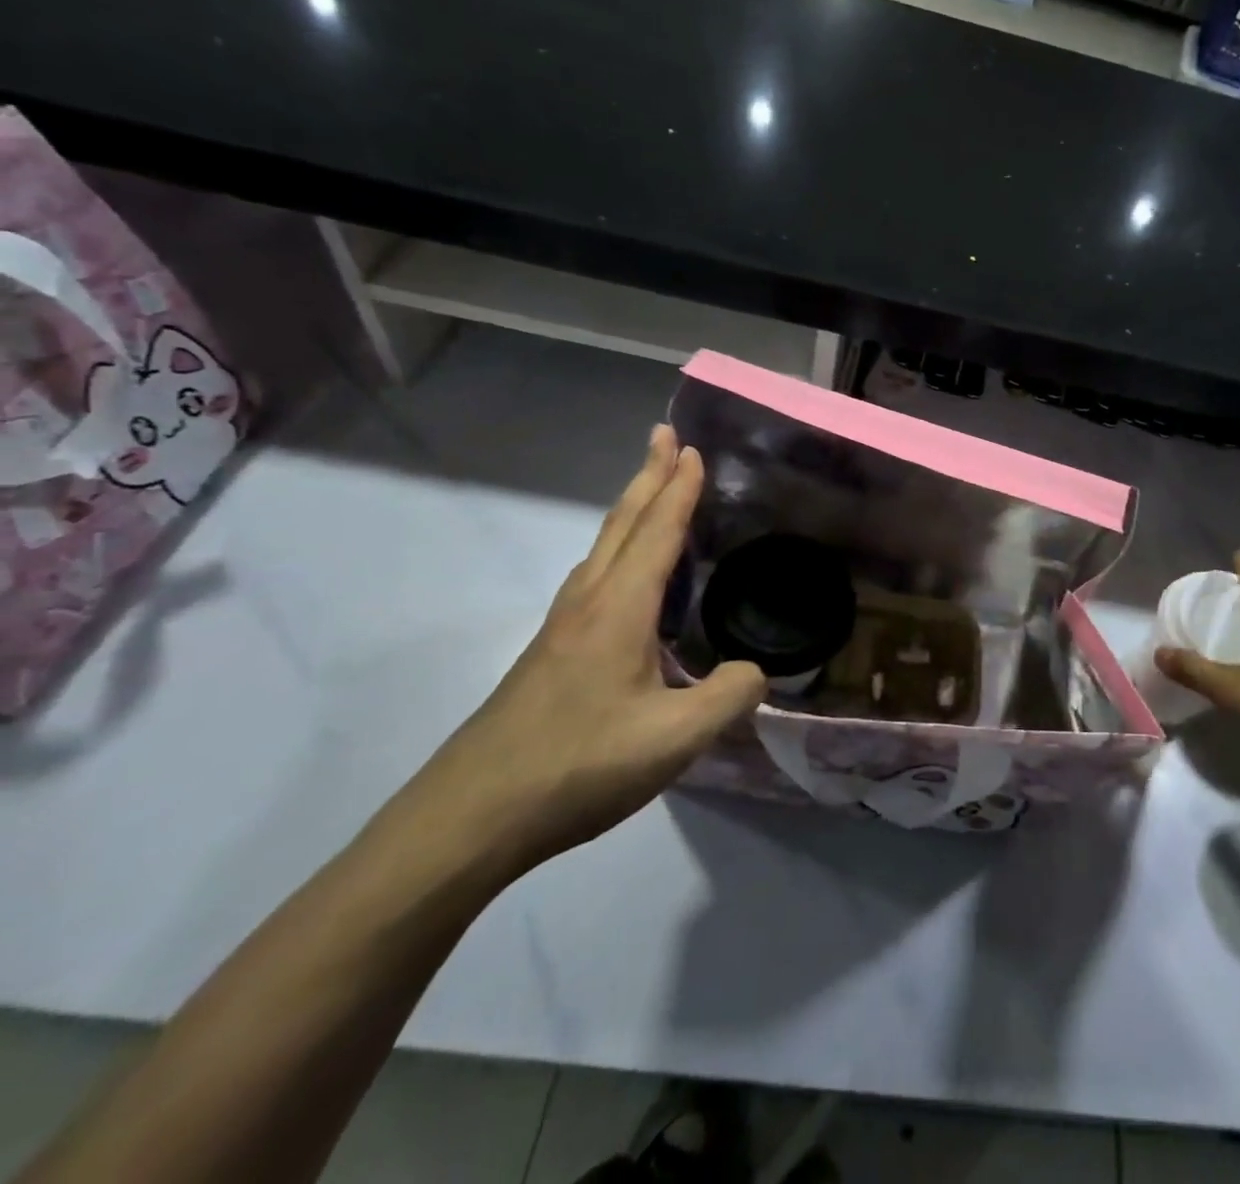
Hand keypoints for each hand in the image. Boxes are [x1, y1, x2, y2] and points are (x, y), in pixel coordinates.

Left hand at [397, 426, 765, 872]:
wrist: (471, 816)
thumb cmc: (578, 766)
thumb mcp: (674, 739)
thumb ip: (728, 697)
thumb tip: (753, 672)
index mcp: (619, 610)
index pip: (658, 533)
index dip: (679, 489)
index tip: (692, 448)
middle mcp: (588, 603)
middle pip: (623, 524)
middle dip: (648, 476)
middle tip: (665, 437)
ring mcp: (562, 628)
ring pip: (602, 548)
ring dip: (631, 510)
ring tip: (651, 489)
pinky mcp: (550, 653)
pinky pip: (593, 577)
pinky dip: (617, 549)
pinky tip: (621, 575)